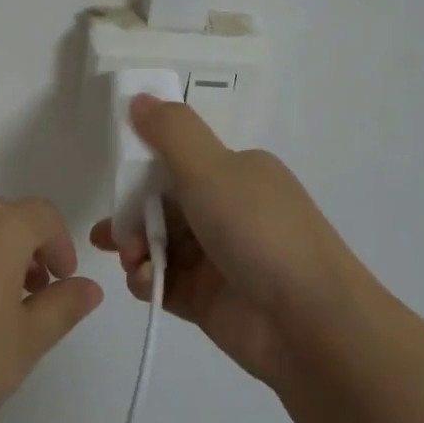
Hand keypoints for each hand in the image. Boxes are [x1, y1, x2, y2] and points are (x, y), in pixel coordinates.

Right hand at [91, 97, 358, 384]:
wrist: (312, 325)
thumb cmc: (259, 232)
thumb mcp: (212, 168)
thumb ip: (171, 131)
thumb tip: (139, 97)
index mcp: (237, 172)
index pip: (179, 160)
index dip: (143, 168)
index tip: (116, 180)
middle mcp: (230, 210)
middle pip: (164, 204)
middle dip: (132, 214)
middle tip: (111, 232)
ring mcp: (220, 258)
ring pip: (161, 244)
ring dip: (136, 248)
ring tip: (130, 260)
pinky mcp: (210, 300)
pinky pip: (165, 282)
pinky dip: (148, 280)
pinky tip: (144, 283)